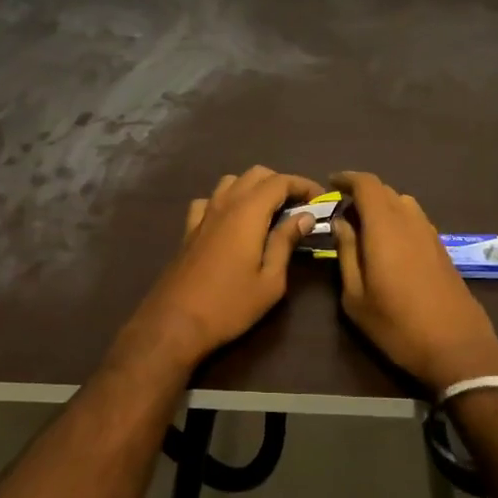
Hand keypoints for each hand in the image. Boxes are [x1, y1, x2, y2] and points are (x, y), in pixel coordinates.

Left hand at [119, 166, 320, 371]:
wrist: (175, 322)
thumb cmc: (230, 305)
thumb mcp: (270, 280)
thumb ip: (286, 242)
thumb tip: (304, 217)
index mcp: (248, 212)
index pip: (280, 181)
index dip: (303, 185)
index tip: (321, 199)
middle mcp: (224, 204)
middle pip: (255, 174)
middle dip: (281, 183)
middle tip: (299, 206)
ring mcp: (203, 215)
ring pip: (231, 182)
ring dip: (253, 188)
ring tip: (269, 212)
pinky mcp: (189, 229)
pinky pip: (210, 200)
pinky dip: (226, 201)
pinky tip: (232, 221)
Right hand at [332, 171, 497, 392]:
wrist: (457, 348)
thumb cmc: (397, 325)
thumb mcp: (356, 296)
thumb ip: (346, 253)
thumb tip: (341, 223)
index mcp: (385, 227)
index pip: (367, 184)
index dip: (347, 178)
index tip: (330, 184)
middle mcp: (410, 221)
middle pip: (385, 191)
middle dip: (361, 194)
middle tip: (342, 213)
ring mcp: (431, 234)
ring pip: (403, 203)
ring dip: (382, 206)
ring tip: (365, 229)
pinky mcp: (442, 249)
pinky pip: (415, 220)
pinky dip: (398, 220)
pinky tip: (389, 246)